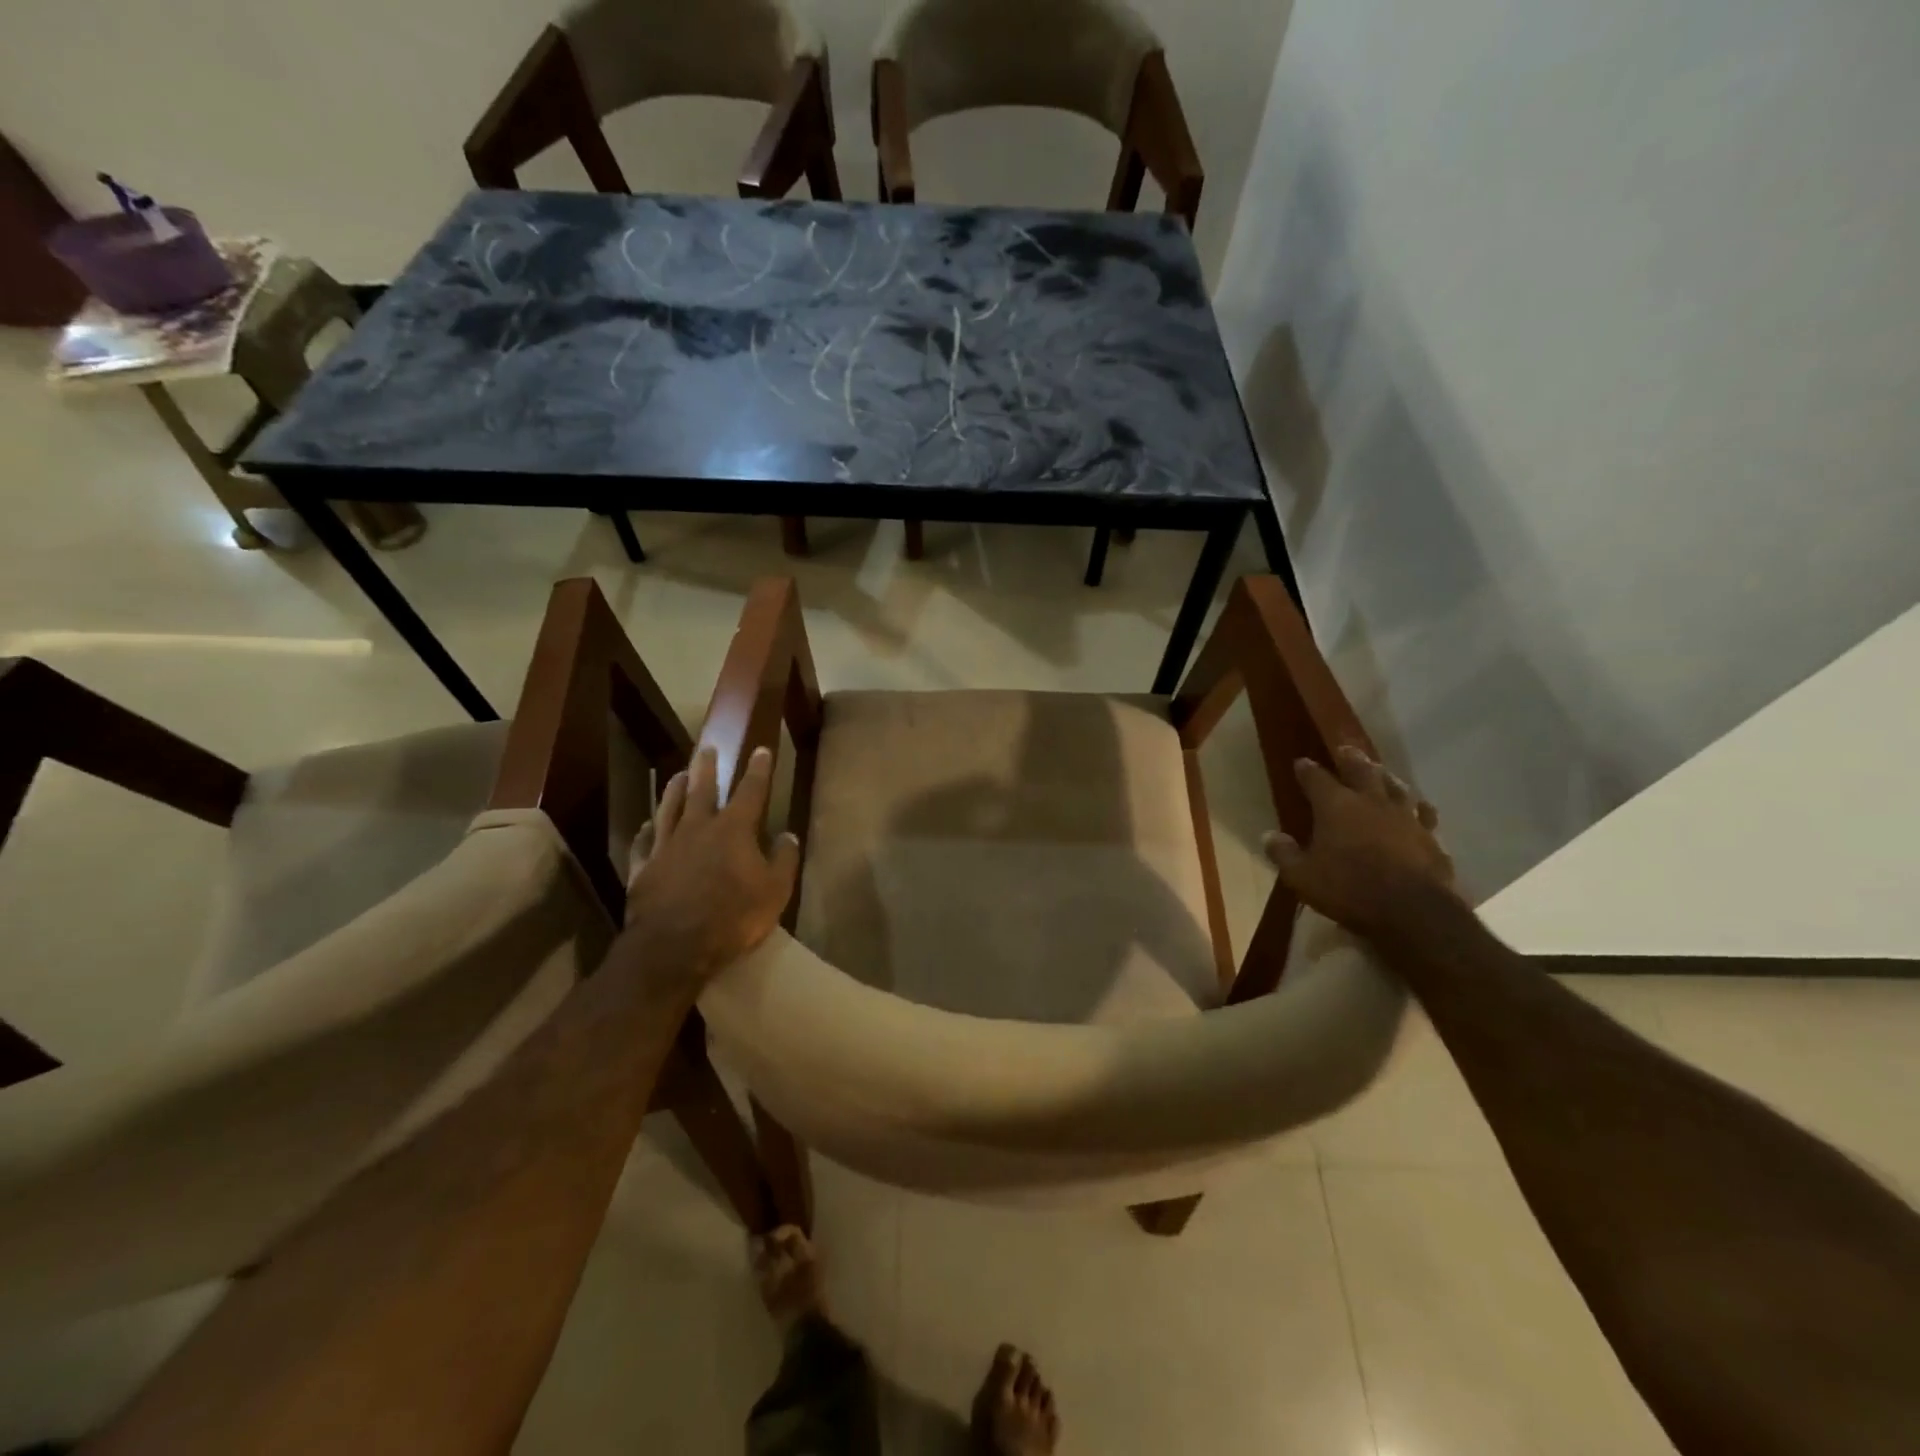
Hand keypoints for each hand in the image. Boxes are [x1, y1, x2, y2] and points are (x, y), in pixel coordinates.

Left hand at [618, 744, 799, 993]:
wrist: (674, 946)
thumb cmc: (733, 917)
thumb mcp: (775, 891)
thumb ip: (784, 860)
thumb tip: (788, 835)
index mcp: (733, 830)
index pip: (750, 791)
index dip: (758, 770)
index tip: (761, 750)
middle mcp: (697, 828)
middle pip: (702, 790)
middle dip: (707, 768)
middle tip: (707, 748)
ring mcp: (666, 847)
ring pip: (669, 808)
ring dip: (674, 790)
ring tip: (677, 775)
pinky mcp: (642, 868)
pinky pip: (643, 842)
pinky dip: (646, 831)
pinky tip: (646, 826)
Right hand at [1264, 745, 1459, 941]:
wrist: (1413, 911)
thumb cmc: (1348, 889)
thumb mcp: (1302, 876)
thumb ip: (1284, 854)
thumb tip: (1269, 836)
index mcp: (1335, 807)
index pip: (1316, 779)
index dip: (1307, 770)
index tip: (1301, 762)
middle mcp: (1371, 803)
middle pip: (1362, 771)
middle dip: (1351, 759)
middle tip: (1346, 749)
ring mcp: (1405, 818)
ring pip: (1396, 788)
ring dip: (1387, 778)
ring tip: (1382, 772)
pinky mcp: (1431, 838)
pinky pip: (1425, 815)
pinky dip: (1420, 808)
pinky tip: (1421, 807)